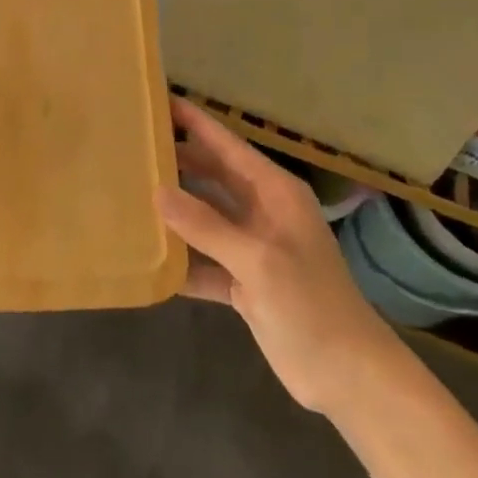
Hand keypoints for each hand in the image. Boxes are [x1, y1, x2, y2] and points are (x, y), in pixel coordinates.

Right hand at [159, 98, 386, 414]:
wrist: (347, 376)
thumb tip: (157, 192)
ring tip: (130, 194)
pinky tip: (149, 257)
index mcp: (275, 193)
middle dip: (179, 162)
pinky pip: (205, 261)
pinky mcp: (245, 283)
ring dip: (175, 211)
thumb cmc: (310, 304)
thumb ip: (206, 225)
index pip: (228, 146)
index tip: (159, 101)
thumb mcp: (257, 259)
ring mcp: (253, 249)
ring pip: (205, 218)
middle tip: (134, 148)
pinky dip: (182, 260)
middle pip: (213, 177)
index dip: (196, 123)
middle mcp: (263, 212)